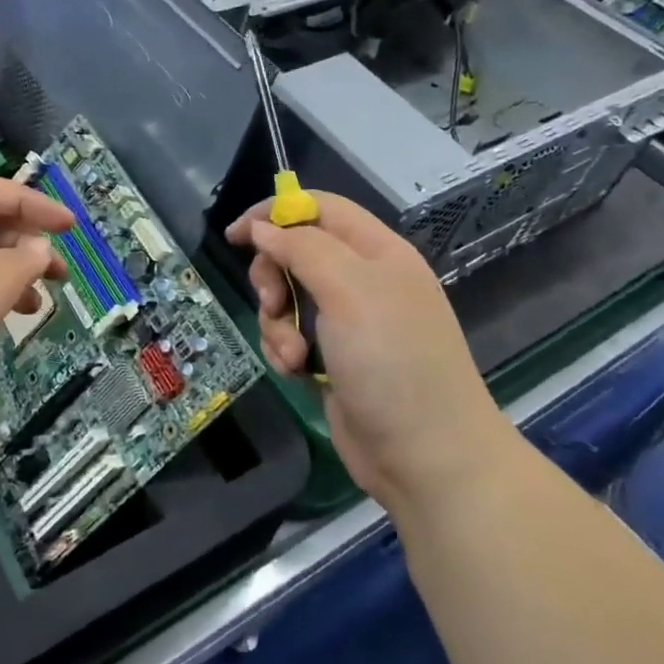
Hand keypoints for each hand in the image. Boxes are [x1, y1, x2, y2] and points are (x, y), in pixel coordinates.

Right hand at [227, 192, 512, 513]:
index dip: (275, 213)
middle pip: (295, 252)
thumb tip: (262, 227)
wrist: (426, 456)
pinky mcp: (332, 357)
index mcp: (376, 251)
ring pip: (287, 298)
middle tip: (272, 301)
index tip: (238, 235)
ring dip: (276, 322)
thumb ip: (302, 248)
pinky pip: (290, 335)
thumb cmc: (392, 361)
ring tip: (292, 354)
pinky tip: (297, 372)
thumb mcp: (349, 290)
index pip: (319, 208)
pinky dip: (284, 349)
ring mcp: (347, 322)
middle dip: (273, 275)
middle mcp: (362, 280)